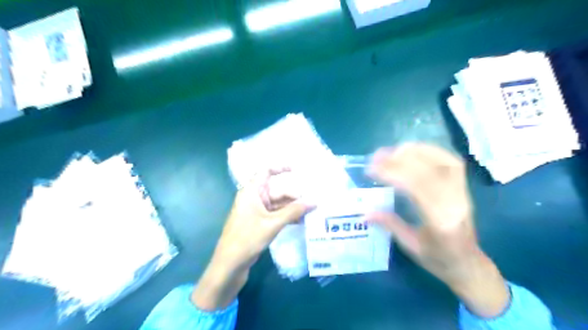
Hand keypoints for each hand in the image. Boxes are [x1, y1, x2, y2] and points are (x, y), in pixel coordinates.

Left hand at [192, 169, 311, 310]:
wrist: (229, 265)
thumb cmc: (248, 239)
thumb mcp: (273, 224)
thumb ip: (294, 211)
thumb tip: (314, 201)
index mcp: (252, 192)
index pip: (266, 171)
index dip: (280, 167)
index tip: (296, 169)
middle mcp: (254, 198)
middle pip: (277, 191)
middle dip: (294, 196)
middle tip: (313, 202)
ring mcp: (256, 211)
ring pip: (278, 204)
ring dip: (292, 208)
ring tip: (310, 213)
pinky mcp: (259, 223)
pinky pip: (276, 215)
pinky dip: (287, 217)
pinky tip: (300, 222)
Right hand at [366, 143, 509, 318]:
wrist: (469, 263)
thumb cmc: (439, 259)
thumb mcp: (411, 246)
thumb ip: (390, 225)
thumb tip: (364, 213)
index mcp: (442, 222)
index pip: (417, 188)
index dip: (393, 174)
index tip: (371, 170)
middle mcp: (456, 202)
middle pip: (428, 171)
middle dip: (399, 160)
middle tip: (375, 157)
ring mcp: (463, 192)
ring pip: (441, 161)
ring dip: (414, 151)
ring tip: (391, 151)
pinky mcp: (463, 186)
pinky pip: (450, 160)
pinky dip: (430, 150)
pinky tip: (413, 150)